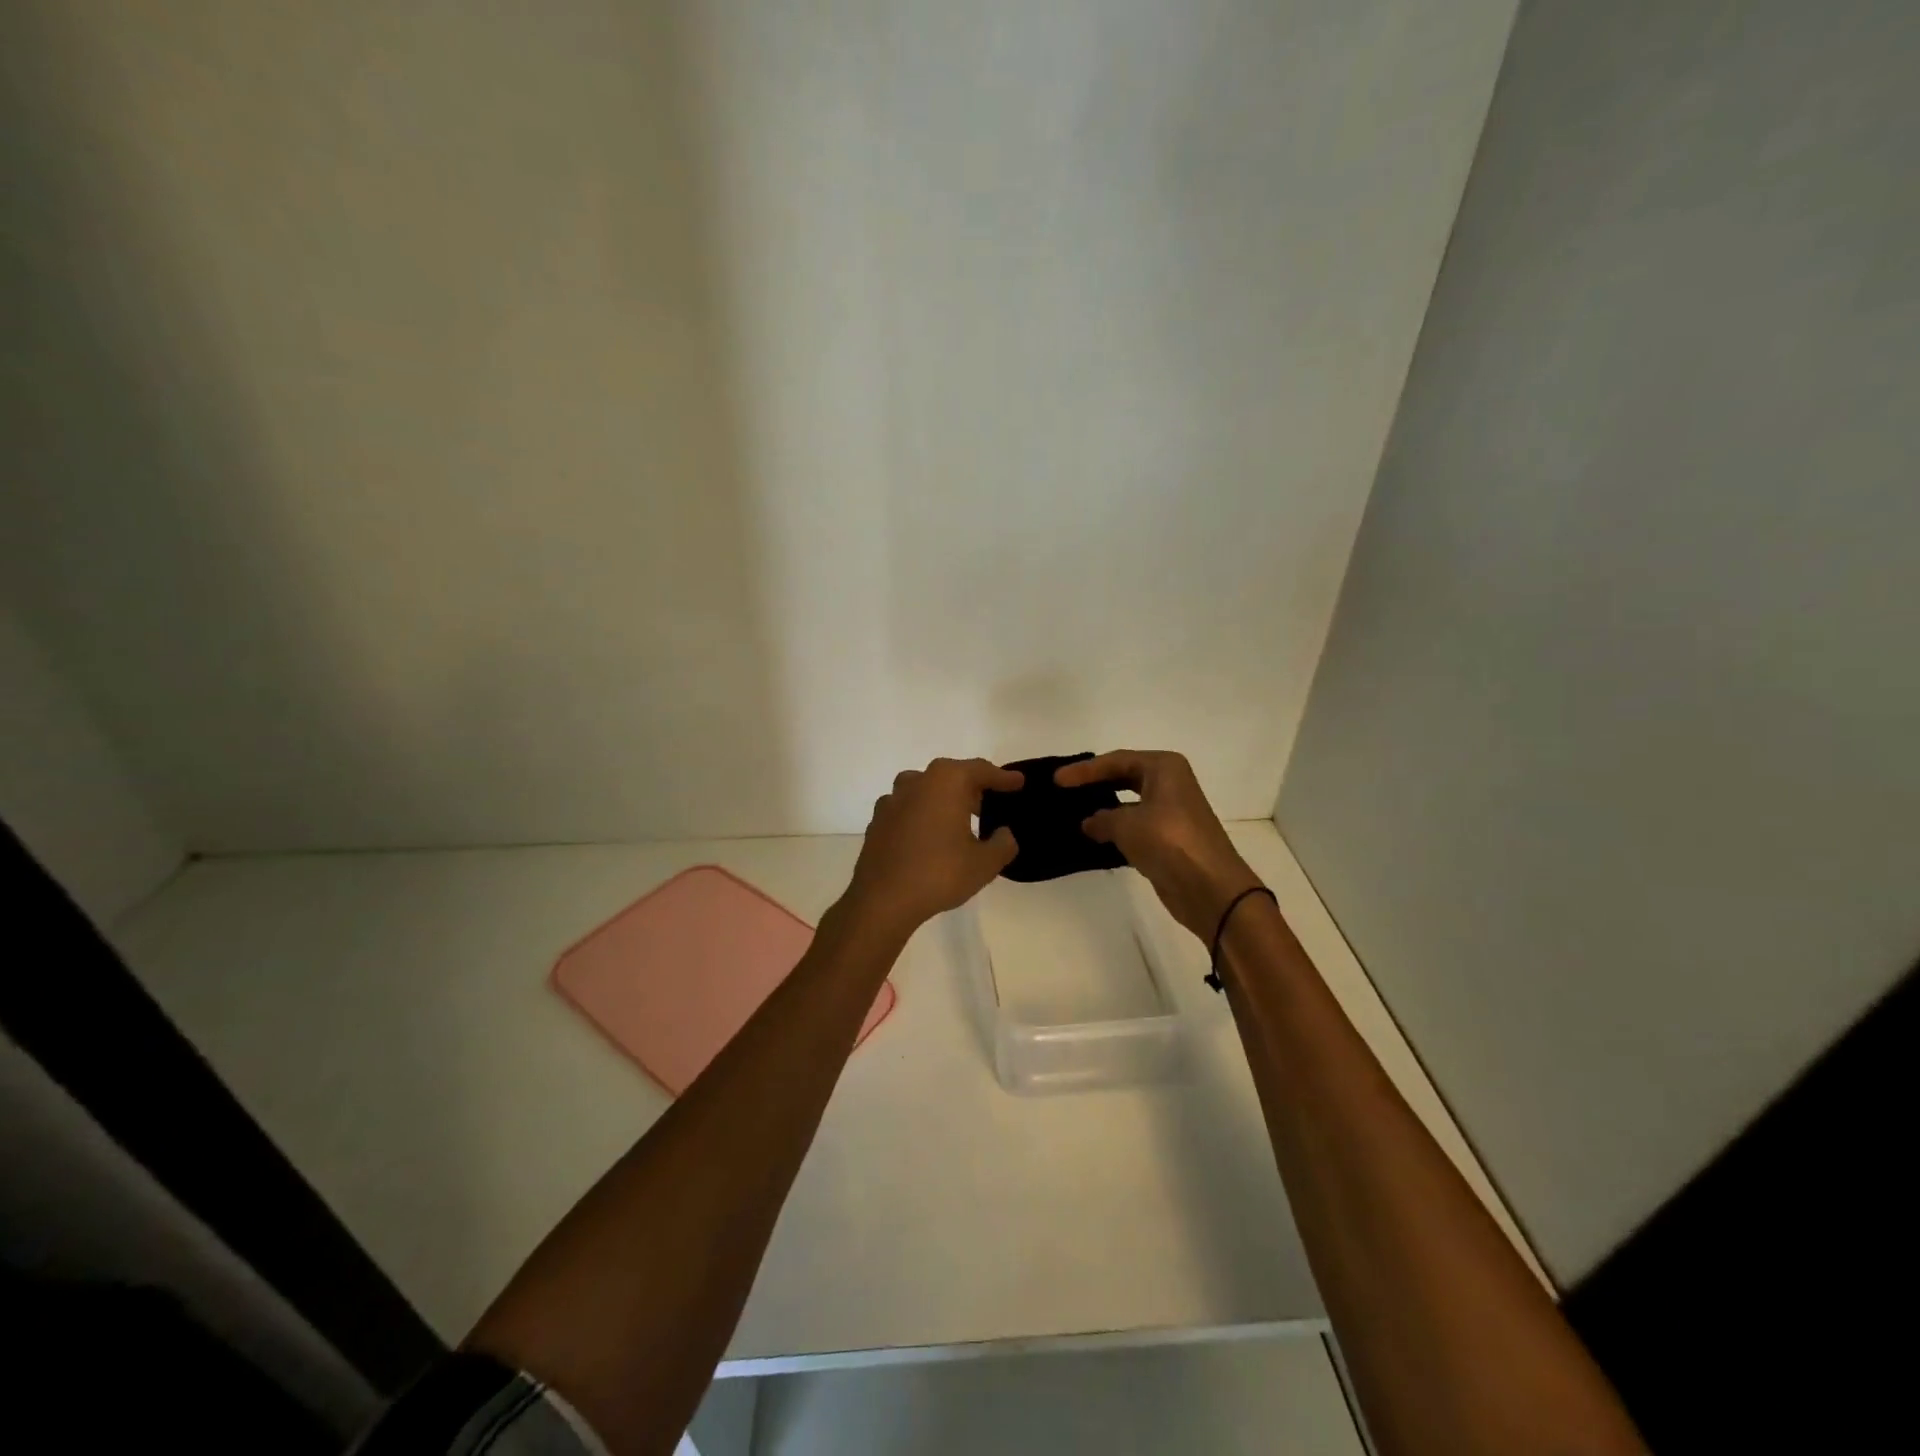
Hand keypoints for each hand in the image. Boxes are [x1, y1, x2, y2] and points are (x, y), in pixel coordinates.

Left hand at [844, 758, 1023, 936]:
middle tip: (990, 804)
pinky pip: (908, 809)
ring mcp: (892, 800)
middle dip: (973, 787)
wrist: (882, 900)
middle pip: (952, 776)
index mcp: (946, 781)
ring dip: (945, 799)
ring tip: (960, 820)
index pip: (981, 770)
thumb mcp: (985, 863)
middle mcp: (917, 781)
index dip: (1002, 777)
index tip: (1018, 782)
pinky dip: (923, 815)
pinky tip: (930, 836)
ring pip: (926, 790)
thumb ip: (1003, 844)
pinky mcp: (878, 821)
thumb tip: (1004, 834)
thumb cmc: (939, 873)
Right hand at [1057, 750, 1263, 941]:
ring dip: (1105, 808)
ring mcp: (1171, 811)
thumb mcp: (1126, 824)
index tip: (1057, 779)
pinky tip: (1094, 836)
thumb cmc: (1168, 841)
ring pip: (1130, 802)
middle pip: (1124, 776)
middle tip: (1065, 790)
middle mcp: (1170, 783)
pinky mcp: (1169, 838)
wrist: (1209, 887)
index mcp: (1164, 768)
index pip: (1117, 760)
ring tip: (1073, 812)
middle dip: (1096, 783)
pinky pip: (1135, 825)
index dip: (1085, 770)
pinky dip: (1116, 829)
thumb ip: (1102, 819)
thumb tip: (1089, 822)